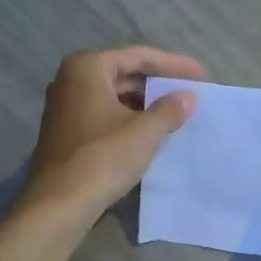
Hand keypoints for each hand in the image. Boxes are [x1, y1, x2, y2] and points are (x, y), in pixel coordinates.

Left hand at [23, 47, 204, 218]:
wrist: (59, 204)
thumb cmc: (103, 159)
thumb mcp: (144, 133)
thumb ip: (169, 110)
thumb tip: (188, 97)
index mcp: (87, 68)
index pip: (139, 56)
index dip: (173, 65)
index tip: (201, 75)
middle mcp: (70, 80)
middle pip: (123, 74)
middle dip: (157, 85)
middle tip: (189, 94)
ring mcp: (63, 107)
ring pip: (112, 96)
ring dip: (143, 104)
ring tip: (174, 114)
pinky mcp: (64, 132)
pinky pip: (102, 115)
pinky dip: (126, 119)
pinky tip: (147, 133)